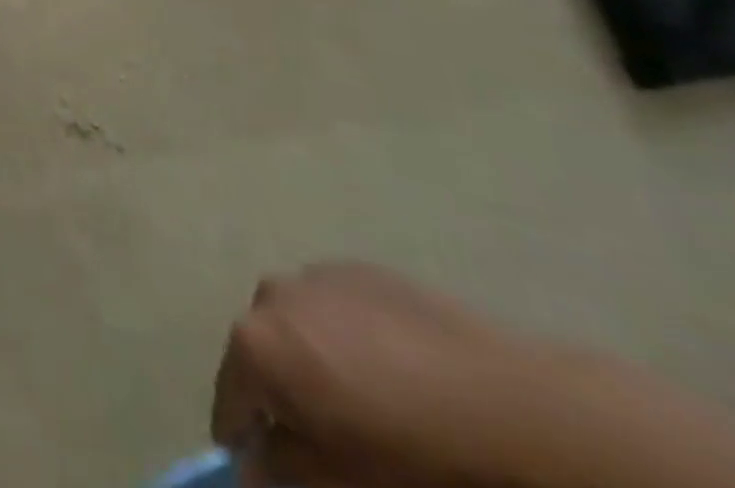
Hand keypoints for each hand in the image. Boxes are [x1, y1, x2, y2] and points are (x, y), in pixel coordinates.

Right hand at [211, 262, 553, 487]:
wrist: (506, 406)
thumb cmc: (413, 455)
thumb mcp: (338, 484)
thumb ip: (277, 472)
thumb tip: (247, 468)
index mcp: (255, 343)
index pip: (228, 400)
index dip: (242, 436)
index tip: (264, 461)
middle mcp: (270, 295)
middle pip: (259, 351)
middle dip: (280, 389)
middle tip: (323, 430)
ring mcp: (314, 275)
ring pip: (295, 323)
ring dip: (310, 355)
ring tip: (361, 395)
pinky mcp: (357, 269)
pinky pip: (332, 307)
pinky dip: (343, 334)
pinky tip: (390, 369)